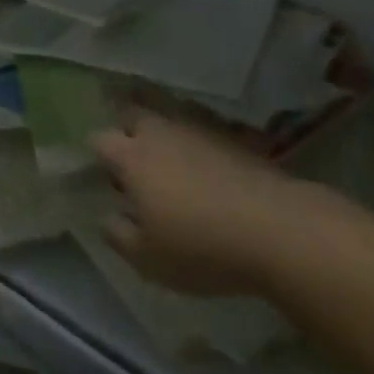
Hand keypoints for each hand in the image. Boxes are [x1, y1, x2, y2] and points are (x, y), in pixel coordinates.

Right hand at [91, 109, 306, 296]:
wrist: (275, 227)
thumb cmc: (201, 247)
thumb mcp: (148, 259)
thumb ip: (119, 235)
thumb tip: (106, 216)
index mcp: (132, 156)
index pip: (99, 139)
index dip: (98, 155)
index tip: (106, 176)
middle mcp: (159, 131)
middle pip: (132, 113)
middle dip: (126, 129)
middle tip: (134, 159)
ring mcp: (196, 126)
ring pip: (167, 115)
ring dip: (162, 131)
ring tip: (170, 161)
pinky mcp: (229, 133)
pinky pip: (199, 125)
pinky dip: (194, 138)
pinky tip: (204, 163)